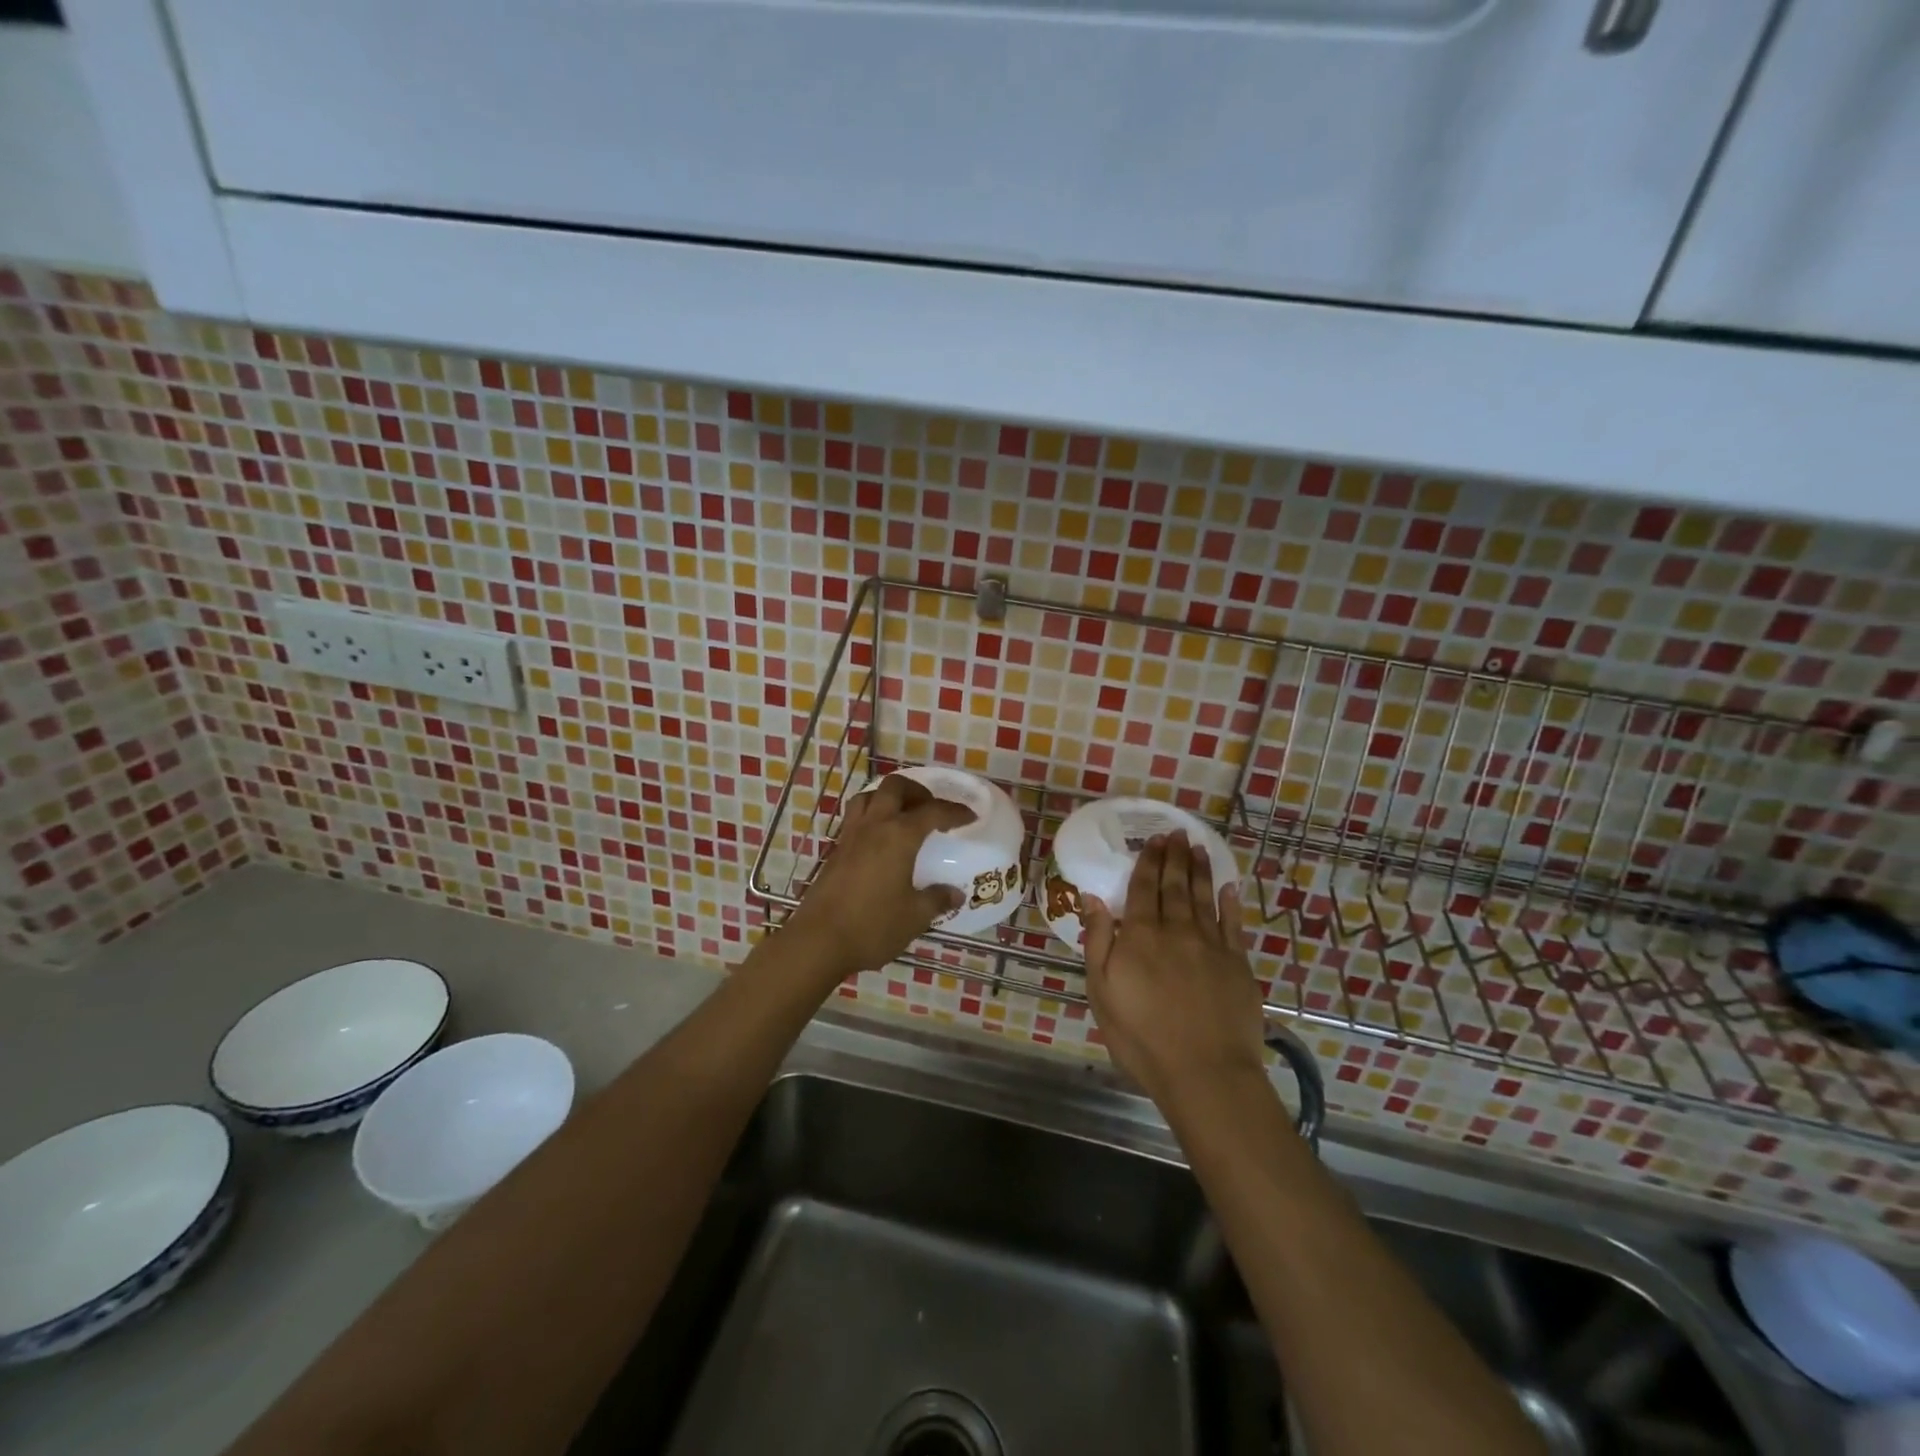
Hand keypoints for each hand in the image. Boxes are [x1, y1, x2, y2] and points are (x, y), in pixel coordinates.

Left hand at [783, 773, 973, 977]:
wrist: (818, 941)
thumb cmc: (872, 926)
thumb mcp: (914, 917)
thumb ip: (937, 900)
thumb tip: (955, 893)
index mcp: (899, 836)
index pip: (932, 811)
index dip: (954, 811)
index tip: (970, 817)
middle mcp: (874, 826)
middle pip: (895, 787)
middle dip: (918, 791)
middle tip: (932, 808)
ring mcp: (850, 836)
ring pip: (869, 796)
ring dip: (889, 797)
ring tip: (903, 816)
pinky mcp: (835, 850)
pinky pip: (855, 817)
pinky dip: (872, 815)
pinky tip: (880, 840)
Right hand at [1084, 831, 1267, 1105]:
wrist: (1204, 1073)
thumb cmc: (1142, 1037)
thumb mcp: (1102, 992)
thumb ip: (1098, 941)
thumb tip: (1093, 898)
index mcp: (1140, 936)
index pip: (1143, 889)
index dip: (1148, 862)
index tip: (1153, 840)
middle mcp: (1176, 931)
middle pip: (1175, 886)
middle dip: (1175, 857)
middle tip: (1176, 833)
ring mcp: (1211, 945)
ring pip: (1204, 897)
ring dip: (1200, 870)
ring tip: (1198, 847)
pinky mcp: (1237, 964)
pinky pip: (1233, 923)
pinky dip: (1230, 902)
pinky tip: (1228, 886)